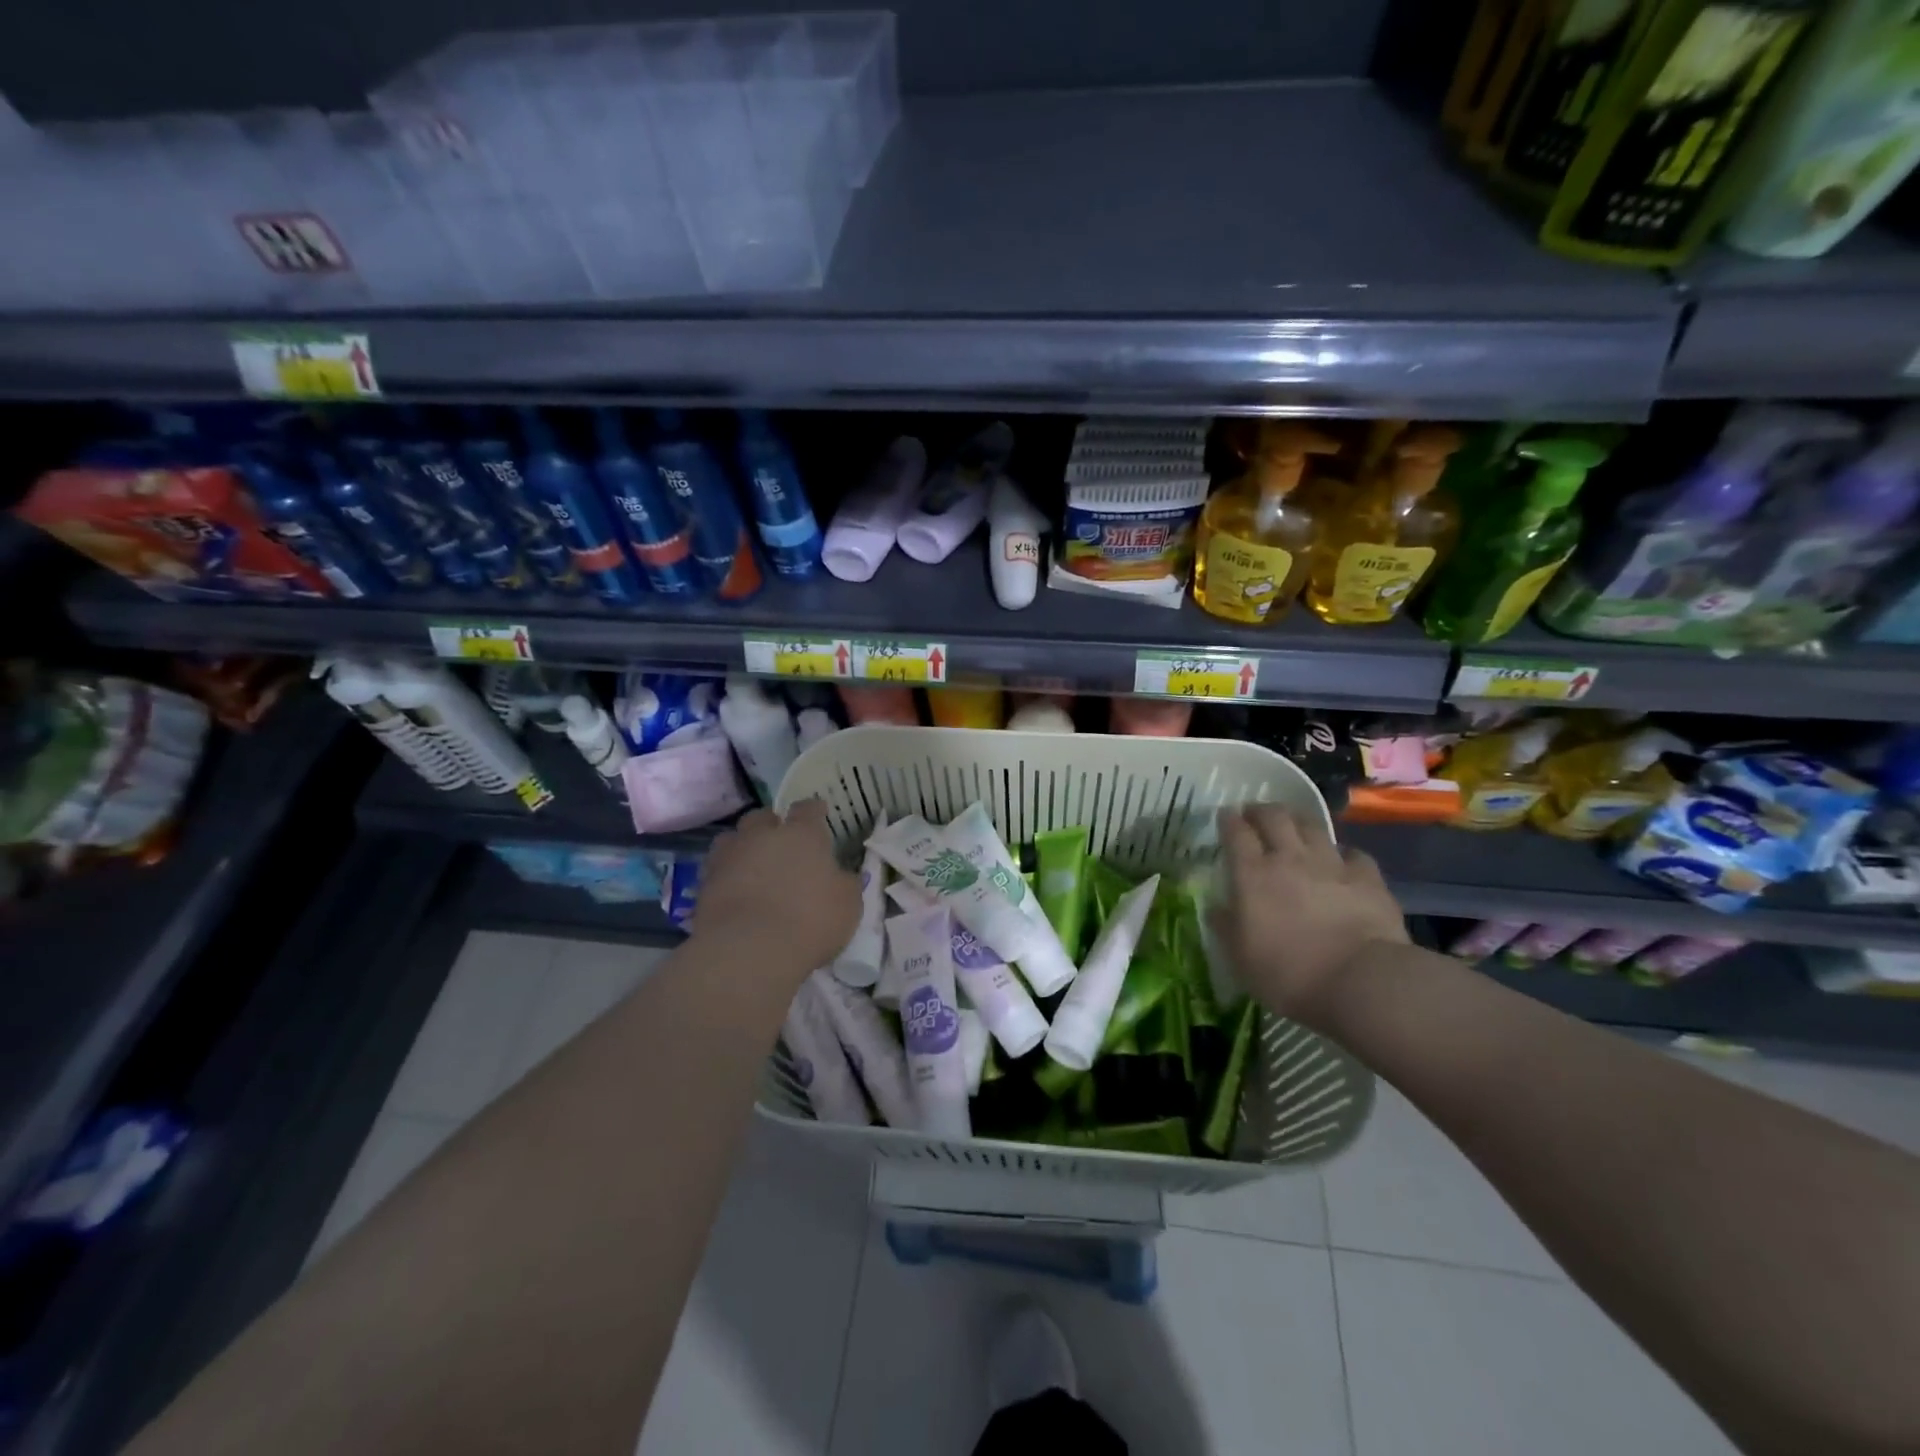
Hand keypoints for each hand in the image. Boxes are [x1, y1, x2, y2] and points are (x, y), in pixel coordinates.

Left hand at [693, 800, 861, 979]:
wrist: (749, 950)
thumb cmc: (810, 921)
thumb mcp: (848, 904)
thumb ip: (844, 883)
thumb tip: (839, 875)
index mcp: (802, 834)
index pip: (808, 809)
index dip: (814, 810)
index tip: (819, 813)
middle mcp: (763, 836)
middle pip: (763, 817)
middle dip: (771, 825)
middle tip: (780, 842)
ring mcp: (729, 856)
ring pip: (732, 838)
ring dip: (743, 847)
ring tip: (751, 865)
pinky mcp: (704, 883)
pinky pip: (717, 869)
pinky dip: (727, 875)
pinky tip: (735, 891)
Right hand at [1212, 805, 1407, 1029]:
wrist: (1361, 981)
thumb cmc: (1288, 974)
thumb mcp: (1240, 958)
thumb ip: (1225, 927)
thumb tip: (1216, 908)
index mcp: (1252, 875)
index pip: (1236, 833)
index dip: (1228, 820)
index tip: (1224, 815)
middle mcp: (1289, 859)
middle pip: (1274, 817)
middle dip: (1261, 810)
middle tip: (1254, 814)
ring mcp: (1331, 864)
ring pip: (1312, 827)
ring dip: (1298, 821)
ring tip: (1293, 826)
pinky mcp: (1367, 878)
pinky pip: (1353, 854)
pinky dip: (1342, 853)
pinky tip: (1342, 861)